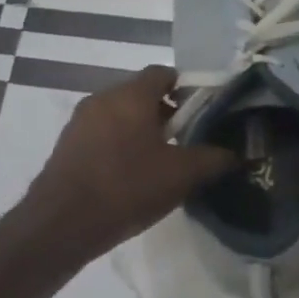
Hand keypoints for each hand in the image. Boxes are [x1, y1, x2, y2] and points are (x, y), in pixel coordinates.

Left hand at [28, 66, 236, 258]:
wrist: (61, 224)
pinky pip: (102, 134)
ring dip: (142, 130)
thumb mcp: (181, 175)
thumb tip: (237, 153)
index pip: (164, 73)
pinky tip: (131, 176)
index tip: (203, 112)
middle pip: (141, 94)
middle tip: (187, 139)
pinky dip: (120, 145)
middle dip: (166, 112)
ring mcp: (80, 121)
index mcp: (131, 94)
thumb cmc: (127, 187)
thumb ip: (213, 158)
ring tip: (162, 161)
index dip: (187, 88)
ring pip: (120, 115)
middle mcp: (103, 98)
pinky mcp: (67, 145)